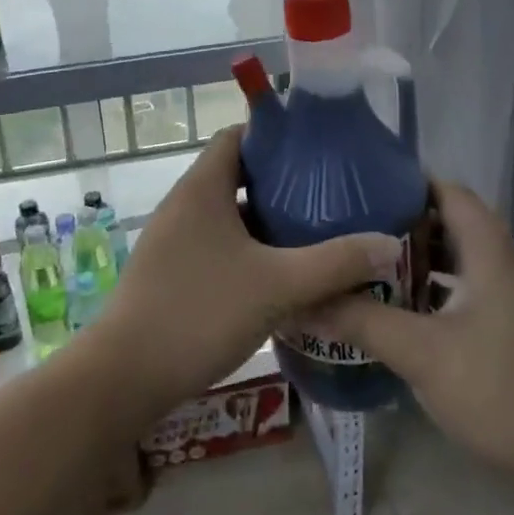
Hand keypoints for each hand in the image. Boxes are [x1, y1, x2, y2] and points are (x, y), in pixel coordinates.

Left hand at [91, 126, 400, 416]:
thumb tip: (389, 244)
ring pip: (228, 216)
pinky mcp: (171, 274)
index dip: (276, 136)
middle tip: (329, 194)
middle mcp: (184, 206)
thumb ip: (336, 263)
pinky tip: (280, 276)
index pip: (238, 137)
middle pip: (236, 176)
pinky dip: (249, 251)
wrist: (124, 378)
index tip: (318, 150)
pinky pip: (218, 247)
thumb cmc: (199, 313)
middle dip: (282, 183)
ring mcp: (174, 242)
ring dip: (267, 221)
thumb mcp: (278, 286)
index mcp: (202, 189)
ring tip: (314, 231)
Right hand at [315, 181, 513, 492]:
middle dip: (403, 220)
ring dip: (415, 256)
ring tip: (366, 262)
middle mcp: (501, 265)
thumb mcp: (420, 353)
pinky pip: (461, 287)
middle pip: (451, 222)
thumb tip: (305, 301)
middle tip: (354, 226)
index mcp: (489, 254)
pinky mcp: (504, 325)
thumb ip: (362, 321)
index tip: (362, 188)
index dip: (409, 183)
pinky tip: (396, 306)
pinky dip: (429, 286)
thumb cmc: (495, 390)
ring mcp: (506, 297)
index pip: (451, 193)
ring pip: (455, 257)